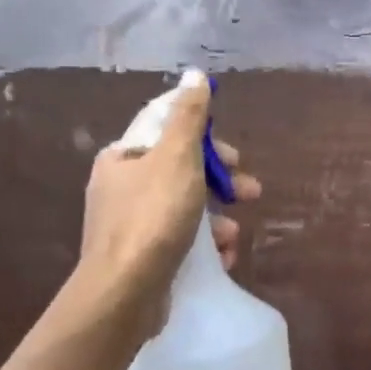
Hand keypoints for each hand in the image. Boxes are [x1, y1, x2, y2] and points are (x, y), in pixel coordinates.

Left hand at [52, 72, 262, 345]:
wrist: (124, 295)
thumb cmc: (152, 217)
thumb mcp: (176, 157)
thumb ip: (188, 116)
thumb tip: (194, 74)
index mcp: (123, 158)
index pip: (166, 129)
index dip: (206, 135)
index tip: (233, 152)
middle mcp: (121, 187)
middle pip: (182, 170)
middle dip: (221, 180)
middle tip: (250, 191)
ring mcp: (129, 225)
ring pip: (185, 207)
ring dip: (218, 217)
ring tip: (234, 234)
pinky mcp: (141, 258)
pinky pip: (180, 240)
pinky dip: (205, 245)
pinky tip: (223, 256)